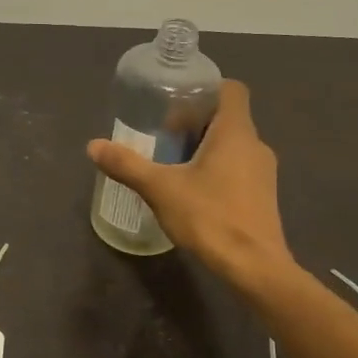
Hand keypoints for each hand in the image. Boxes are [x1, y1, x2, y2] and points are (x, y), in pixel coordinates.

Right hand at [88, 79, 291, 285]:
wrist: (254, 268)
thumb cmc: (211, 218)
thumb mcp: (161, 190)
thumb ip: (127, 165)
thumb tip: (93, 146)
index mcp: (236, 132)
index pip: (231, 89)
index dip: (205, 89)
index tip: (176, 103)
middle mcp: (255, 145)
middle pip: (228, 118)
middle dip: (196, 122)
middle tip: (164, 136)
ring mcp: (264, 172)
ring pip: (233, 145)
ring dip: (205, 147)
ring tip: (174, 164)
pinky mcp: (263, 196)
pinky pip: (239, 168)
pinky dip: (217, 169)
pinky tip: (193, 192)